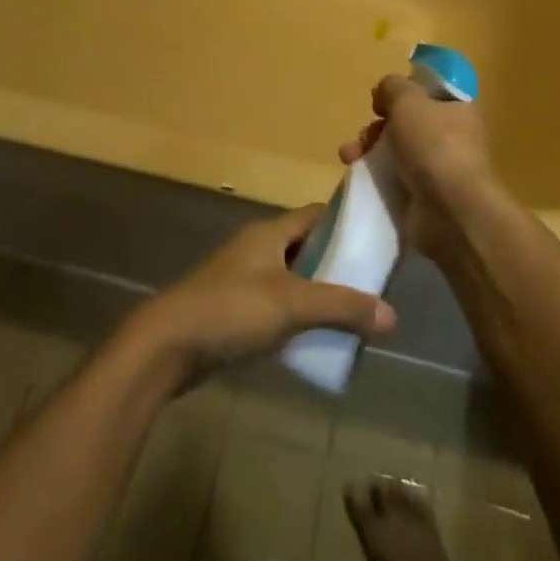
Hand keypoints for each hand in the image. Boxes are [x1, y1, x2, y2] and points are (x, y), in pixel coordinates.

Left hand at [130, 208, 397, 386]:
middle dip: (337, 264)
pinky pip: (275, 304)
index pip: (316, 214)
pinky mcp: (233, 309)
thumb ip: (341, 307)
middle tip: (373, 284)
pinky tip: (315, 338)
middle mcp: (256, 248)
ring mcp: (242, 278)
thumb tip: (392, 314)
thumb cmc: (231, 309)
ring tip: (353, 314)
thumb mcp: (292, 305)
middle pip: (305, 247)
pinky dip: (296, 316)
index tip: (378, 239)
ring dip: (317, 292)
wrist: (167, 345)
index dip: (346, 223)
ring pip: (291, 278)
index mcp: (269, 233)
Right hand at [340, 74, 496, 257]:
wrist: (450, 212)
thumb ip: (393, 87)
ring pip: (396, 150)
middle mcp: (451, 137)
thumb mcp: (408, 100)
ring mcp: (437, 169)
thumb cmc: (433, 145)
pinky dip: (372, 175)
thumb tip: (384, 93)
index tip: (383, 98)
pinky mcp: (422, 197)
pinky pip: (392, 179)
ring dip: (368, 148)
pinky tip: (353, 173)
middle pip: (407, 122)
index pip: (431, 92)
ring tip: (349, 155)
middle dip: (379, 124)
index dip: (405, 90)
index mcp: (458, 109)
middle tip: (367, 132)